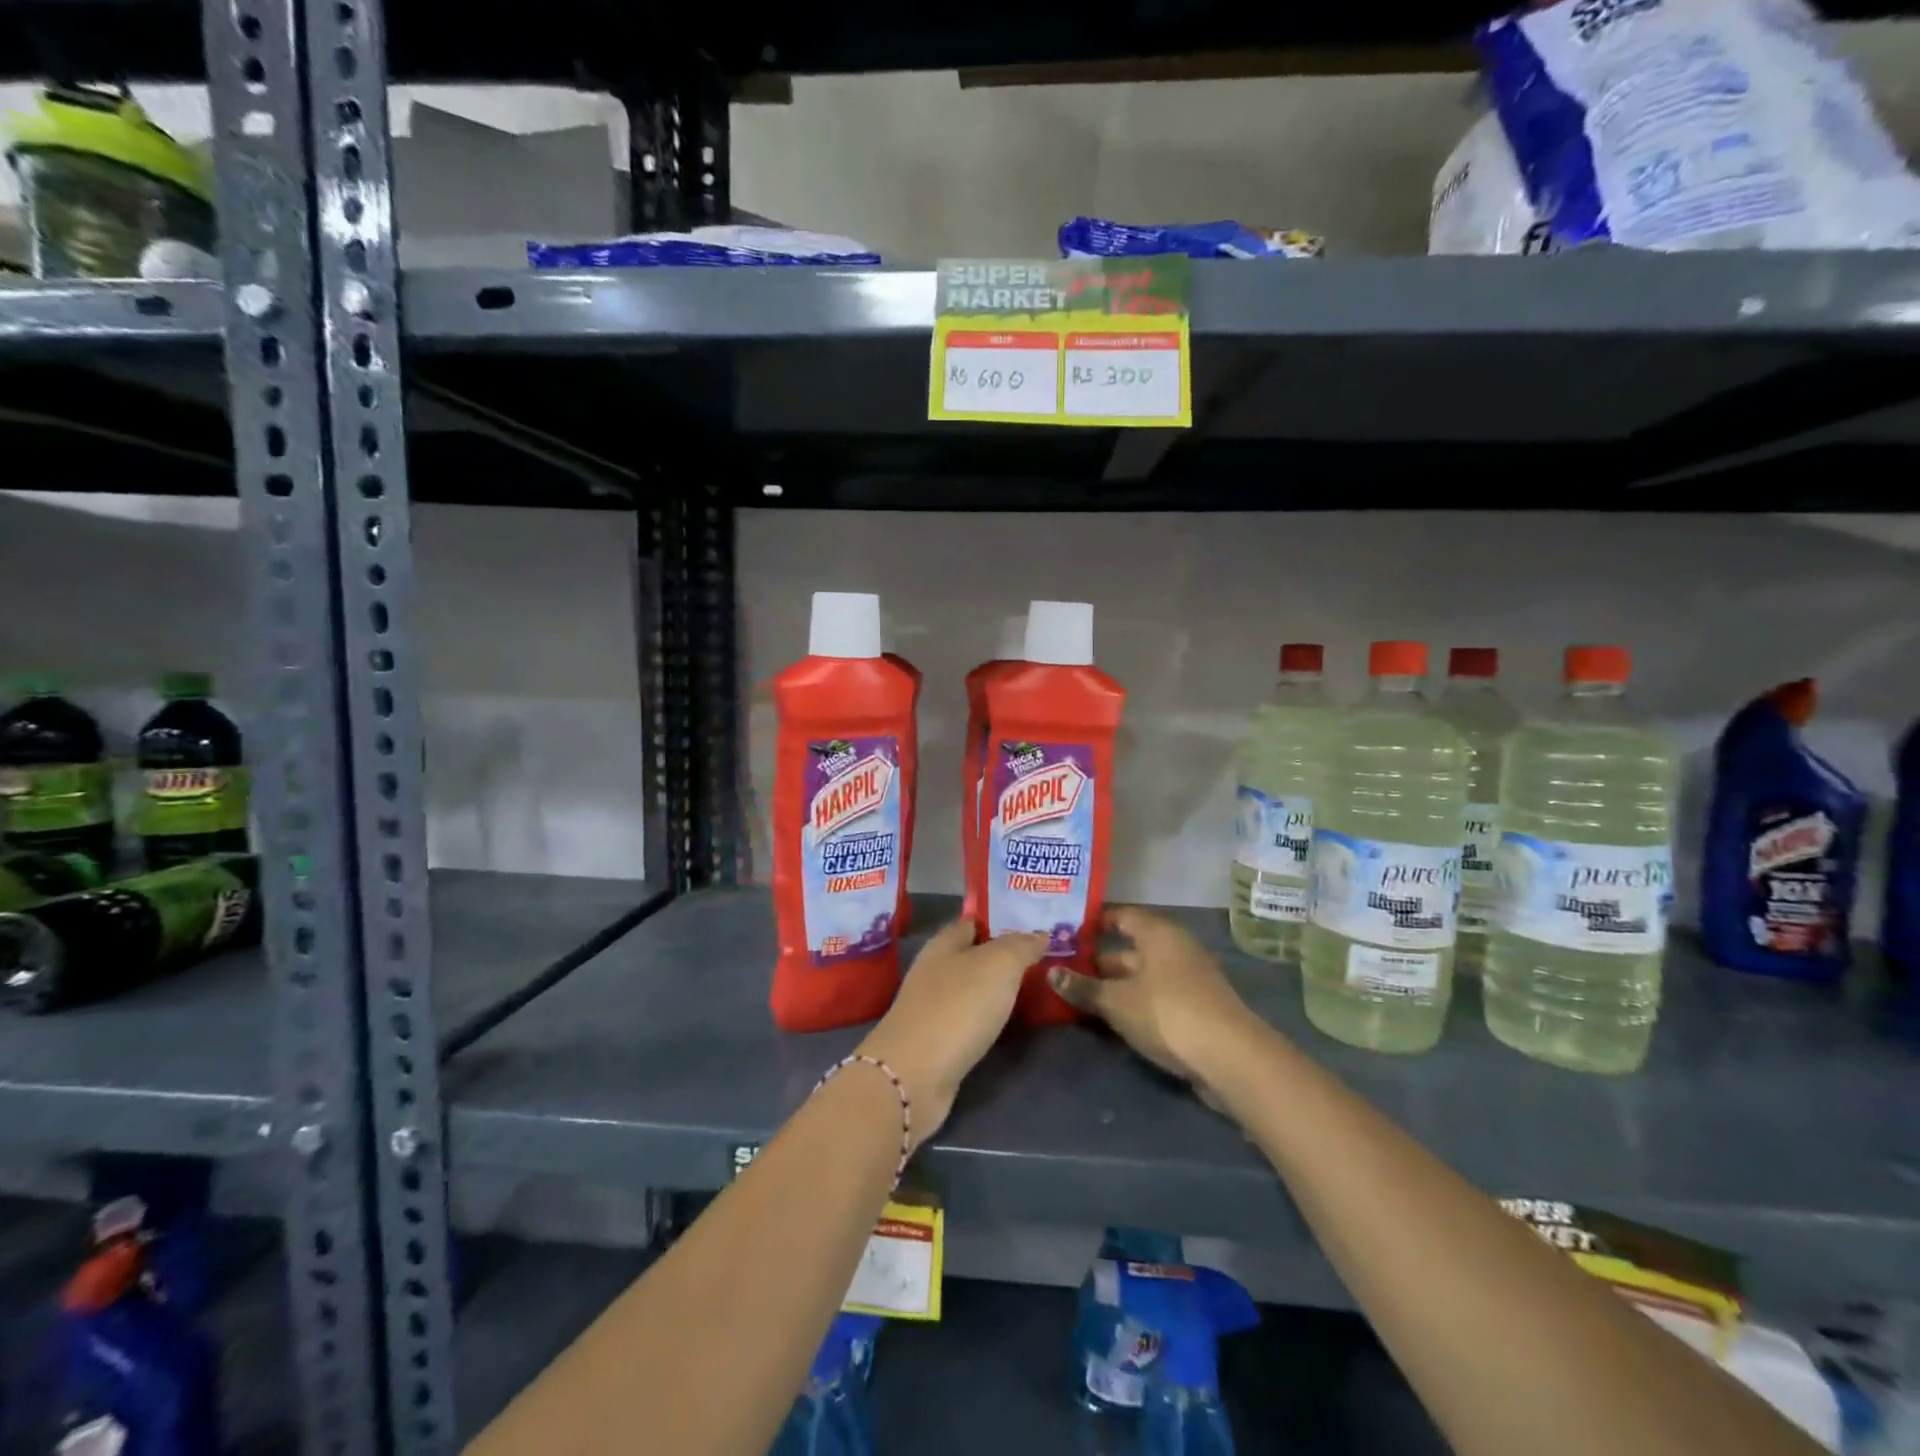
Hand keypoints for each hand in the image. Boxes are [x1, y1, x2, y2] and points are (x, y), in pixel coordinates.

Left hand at [857, 921, 1046, 1148]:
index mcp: (944, 944)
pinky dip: (988, 1019)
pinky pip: (969, 1020)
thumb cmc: (958, 1006)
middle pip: (973, 956)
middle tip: (1043, 960)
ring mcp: (932, 1008)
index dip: (1001, 920)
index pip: (974, 922)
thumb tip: (1040, 934)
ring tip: (1034, 990)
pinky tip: (1007, 1023)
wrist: (915, 1074)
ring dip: (996, 990)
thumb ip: (1021, 946)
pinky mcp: (935, 1042)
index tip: (1034, 926)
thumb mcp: (998, 965)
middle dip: (1003, 957)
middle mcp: (934, 971)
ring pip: (971, 989)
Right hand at [1047, 906, 1259, 1104]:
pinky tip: (1110, 1018)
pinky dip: (1133, 1003)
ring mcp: (1188, 979)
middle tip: (1063, 968)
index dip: (1094, 922)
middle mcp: (1175, 948)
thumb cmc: (1168, 1013)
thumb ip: (1084, 987)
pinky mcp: (1195, 1008)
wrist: (1230, 1057)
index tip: (1065, 931)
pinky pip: (1155, 996)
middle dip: (1098, 960)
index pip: (1121, 915)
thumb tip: (1051, 972)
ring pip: (1142, 975)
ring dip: (1114, 986)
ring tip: (1079, 995)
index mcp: (1158, 933)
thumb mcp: (1117, 1001)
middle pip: (1130, 948)